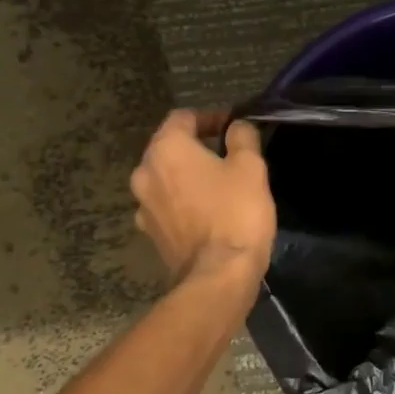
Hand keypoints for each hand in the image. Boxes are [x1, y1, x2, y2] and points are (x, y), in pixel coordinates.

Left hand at [130, 110, 276, 289]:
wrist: (218, 276)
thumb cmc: (235, 213)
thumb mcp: (250, 167)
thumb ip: (242, 137)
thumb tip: (236, 127)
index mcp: (166, 149)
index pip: (183, 117)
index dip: (210, 117)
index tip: (233, 127)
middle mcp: (144, 173)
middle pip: (170, 148)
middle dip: (197, 147)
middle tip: (228, 155)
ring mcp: (143, 206)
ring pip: (166, 178)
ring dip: (189, 176)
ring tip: (219, 185)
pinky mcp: (151, 234)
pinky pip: (167, 206)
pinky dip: (184, 202)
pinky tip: (207, 213)